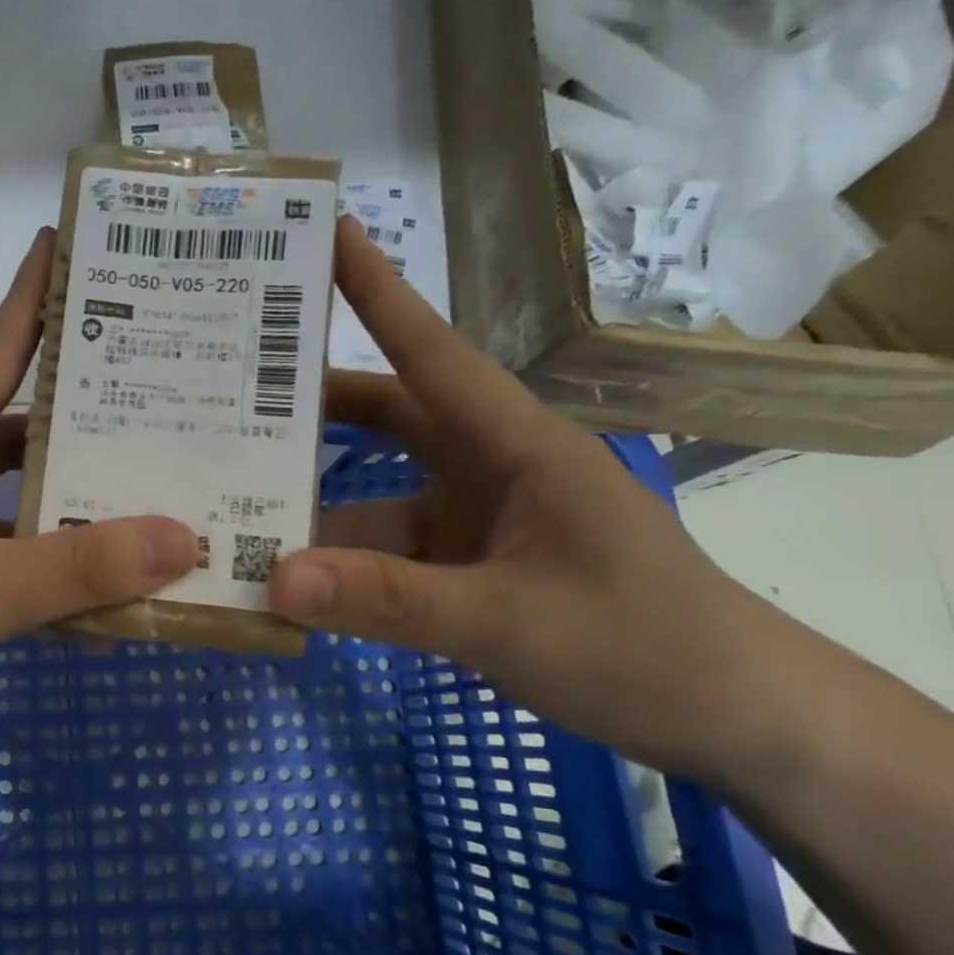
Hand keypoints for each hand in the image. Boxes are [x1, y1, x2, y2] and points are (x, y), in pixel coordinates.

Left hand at [0, 228, 199, 778]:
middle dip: (81, 419)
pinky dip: (44, 571)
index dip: (31, 303)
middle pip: (14, 432)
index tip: (69, 250)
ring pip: (12, 502)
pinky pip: (1, 559)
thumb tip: (182, 537)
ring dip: (69, 504)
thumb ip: (78, 568)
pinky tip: (99, 593)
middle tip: (160, 401)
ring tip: (149, 494)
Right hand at [267, 218, 789, 782]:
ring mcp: (471, 521)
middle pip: (385, 419)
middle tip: (226, 395)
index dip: (377, 292)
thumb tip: (277, 579)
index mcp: (516, 444)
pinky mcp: (461, 569)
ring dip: (310, 511)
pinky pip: (380, 557)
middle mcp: (486, 469)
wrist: (726, 719)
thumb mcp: (508, 622)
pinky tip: (284, 586)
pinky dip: (334, 570)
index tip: (321, 235)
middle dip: (312, 407)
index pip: (431, 353)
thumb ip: (390, 601)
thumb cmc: (640, 648)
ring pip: (370, 500)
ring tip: (228, 511)